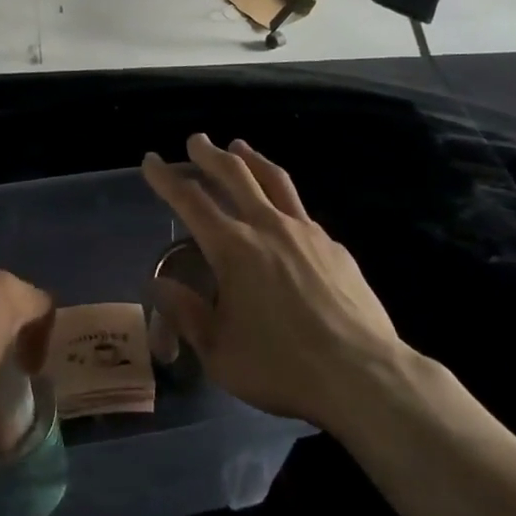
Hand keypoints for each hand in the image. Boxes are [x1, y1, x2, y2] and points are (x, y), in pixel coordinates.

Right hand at [141, 135, 405, 434]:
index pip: (190, 200)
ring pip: (273, 179)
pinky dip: (283, 199)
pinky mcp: (333, 246)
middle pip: (233, 174)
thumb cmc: (282, 367)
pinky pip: (301, 211)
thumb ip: (187, 314)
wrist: (364, 375)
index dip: (166, 177)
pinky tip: (284, 213)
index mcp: (232, 248)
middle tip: (196, 140)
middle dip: (209, 154)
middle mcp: (267, 226)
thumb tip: (159, 284)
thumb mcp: (220, 353)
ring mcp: (305, 231)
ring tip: (239, 147)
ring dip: (251, 158)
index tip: (152, 160)